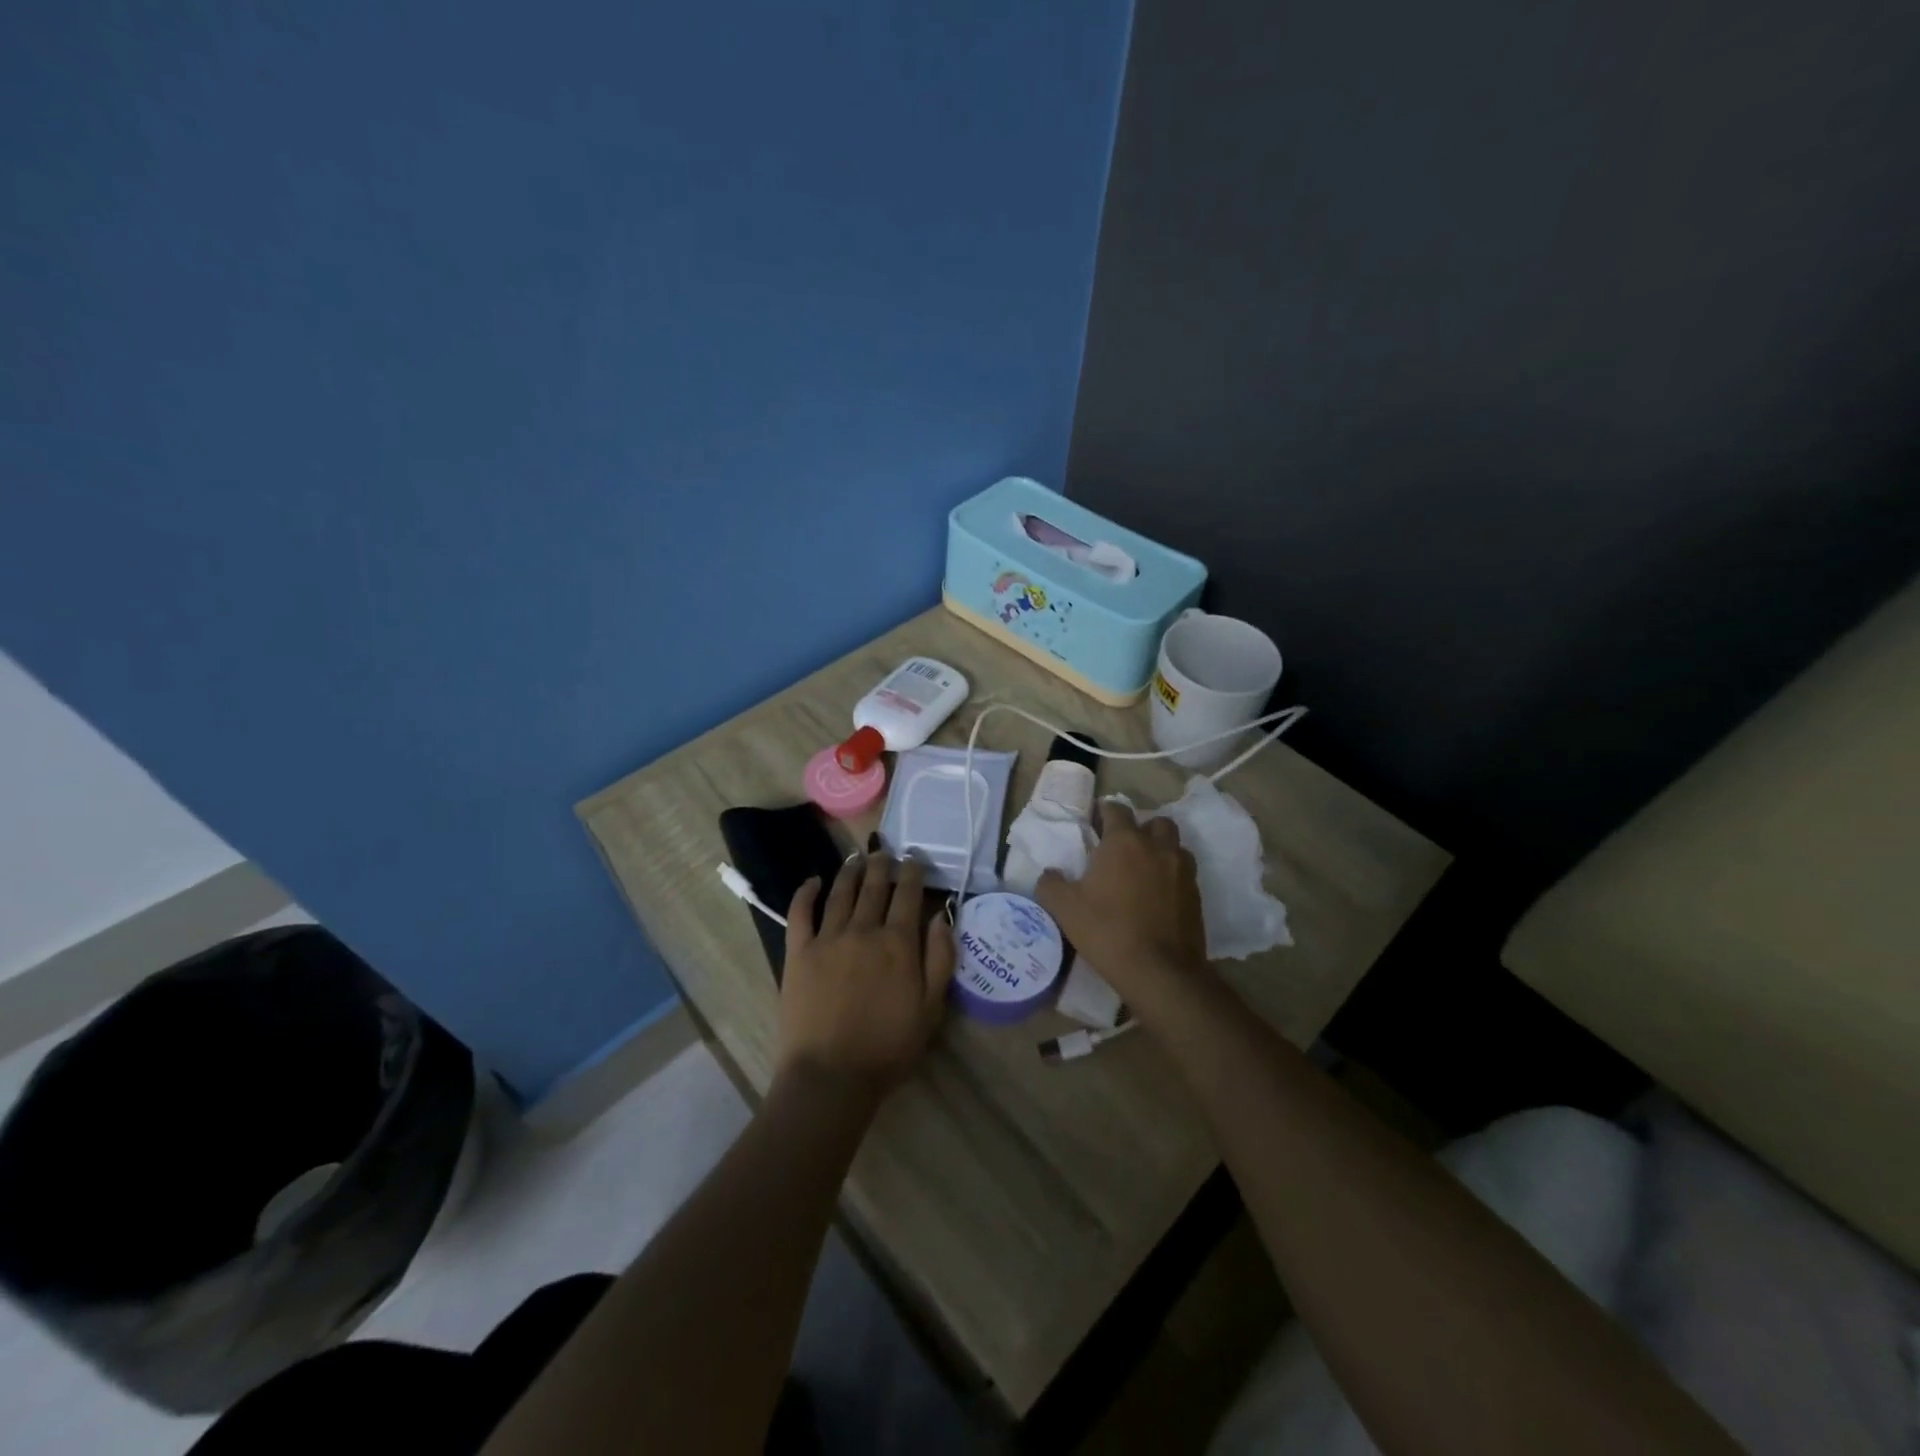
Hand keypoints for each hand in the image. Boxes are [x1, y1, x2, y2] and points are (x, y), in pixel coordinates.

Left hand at [776, 854, 954, 1098]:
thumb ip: (940, 959)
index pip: (908, 894)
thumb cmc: (888, 1046)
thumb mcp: (931, 1008)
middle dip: (882, 864)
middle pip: (874, 887)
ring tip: (856, 858)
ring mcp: (828, 938)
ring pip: (841, 893)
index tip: (915, 858)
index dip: (913, 872)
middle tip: (885, 851)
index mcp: (898, 943)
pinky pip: (801, 913)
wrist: (831, 1076)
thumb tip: (941, 916)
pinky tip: (813, 880)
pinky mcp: (799, 952)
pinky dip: (806, 892)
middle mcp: (863, 930)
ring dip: (850, 871)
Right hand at [1034, 801, 1209, 1013]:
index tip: (1096, 821)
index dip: (1105, 812)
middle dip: (1141, 828)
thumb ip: (1051, 884)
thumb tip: (1050, 874)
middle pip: (1154, 822)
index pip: (1116, 809)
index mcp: (1124, 842)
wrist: (1160, 972)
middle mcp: (1157, 847)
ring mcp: (1182, 870)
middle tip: (1124, 848)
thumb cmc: (1107, 931)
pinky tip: (1158, 896)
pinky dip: (1171, 876)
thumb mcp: (1065, 909)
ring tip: (1144, 870)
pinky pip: (1184, 873)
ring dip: (1160, 850)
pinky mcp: (1197, 894)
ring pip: (1174, 845)